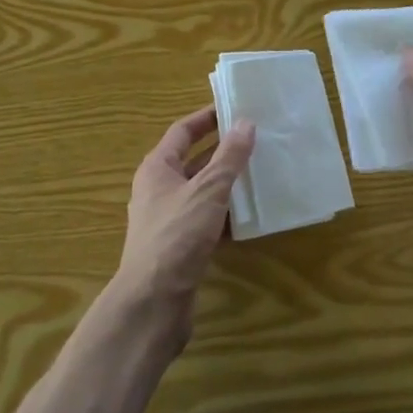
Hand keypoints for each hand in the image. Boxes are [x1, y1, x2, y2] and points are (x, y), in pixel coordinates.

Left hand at [114, 106, 255, 349]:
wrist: (152, 304)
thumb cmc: (176, 236)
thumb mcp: (208, 190)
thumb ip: (229, 157)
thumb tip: (245, 122)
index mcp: (157, 168)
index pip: (183, 131)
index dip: (207, 118)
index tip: (234, 108)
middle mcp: (158, 190)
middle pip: (193, 161)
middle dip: (222, 151)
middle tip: (255, 140)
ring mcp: (168, 221)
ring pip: (201, 192)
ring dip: (227, 184)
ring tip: (260, 173)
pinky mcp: (179, 248)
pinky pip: (206, 221)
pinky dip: (225, 216)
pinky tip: (250, 217)